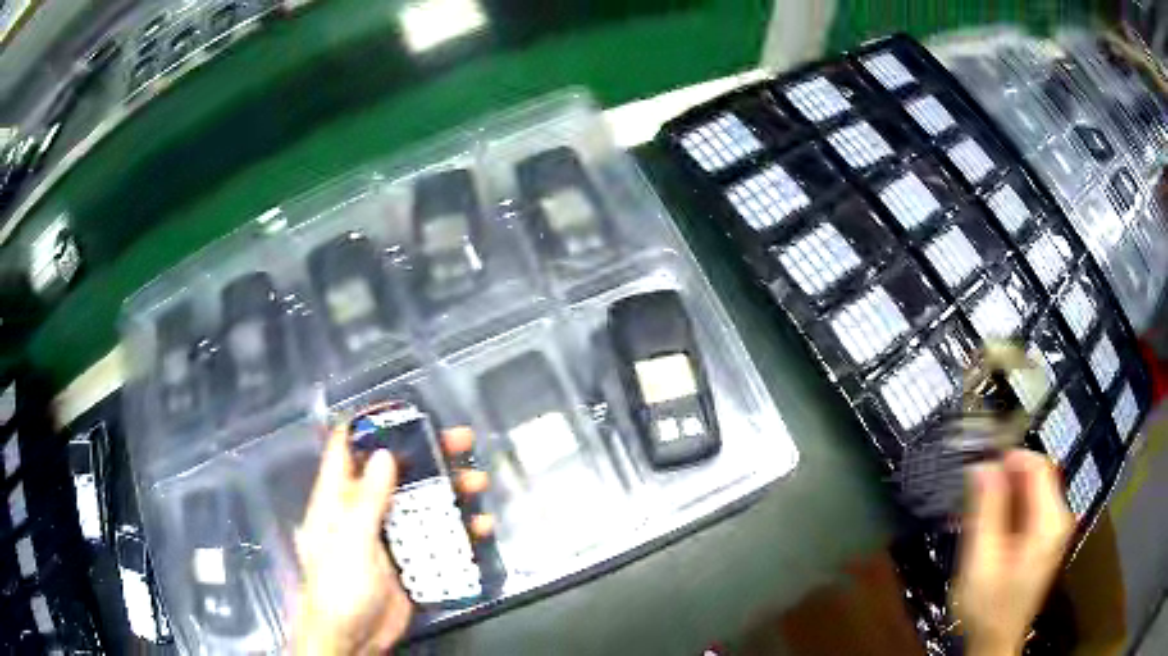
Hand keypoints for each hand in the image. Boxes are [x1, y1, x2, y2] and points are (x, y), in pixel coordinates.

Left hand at [293, 423, 491, 654]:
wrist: (353, 638)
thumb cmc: (339, 587)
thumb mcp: (349, 541)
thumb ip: (367, 500)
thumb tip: (384, 454)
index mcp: (337, 500)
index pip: (347, 450)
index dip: (370, 425)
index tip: (402, 408)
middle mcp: (362, 511)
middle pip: (394, 472)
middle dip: (426, 454)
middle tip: (460, 440)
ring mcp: (387, 536)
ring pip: (420, 503)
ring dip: (449, 492)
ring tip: (477, 483)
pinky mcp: (408, 560)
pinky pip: (434, 538)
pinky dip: (457, 531)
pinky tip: (479, 527)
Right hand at [952, 450, 1073, 655]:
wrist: (995, 642)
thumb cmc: (988, 607)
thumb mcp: (981, 560)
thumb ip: (986, 510)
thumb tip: (983, 465)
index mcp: (1050, 520)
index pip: (1037, 465)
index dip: (1009, 458)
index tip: (981, 465)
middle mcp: (1058, 519)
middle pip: (1035, 477)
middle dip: (1004, 480)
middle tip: (974, 494)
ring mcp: (1053, 530)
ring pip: (1031, 493)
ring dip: (1004, 496)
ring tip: (976, 513)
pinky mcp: (1044, 541)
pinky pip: (1030, 510)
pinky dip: (1009, 511)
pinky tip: (988, 527)